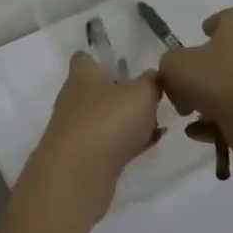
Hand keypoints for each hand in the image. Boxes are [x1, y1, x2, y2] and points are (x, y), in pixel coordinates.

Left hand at [32, 53, 163, 185]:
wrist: (78, 174)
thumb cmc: (108, 121)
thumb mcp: (142, 94)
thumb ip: (151, 82)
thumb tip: (152, 76)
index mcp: (83, 74)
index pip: (84, 58)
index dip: (101, 58)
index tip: (124, 64)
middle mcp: (75, 98)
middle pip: (99, 89)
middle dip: (123, 94)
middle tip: (152, 98)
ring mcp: (77, 129)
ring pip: (106, 118)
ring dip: (128, 121)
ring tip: (158, 124)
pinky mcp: (83, 156)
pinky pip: (110, 143)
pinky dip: (127, 143)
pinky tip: (149, 145)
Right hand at [156, 9, 232, 144]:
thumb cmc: (216, 80)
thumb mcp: (175, 65)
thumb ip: (170, 64)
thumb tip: (177, 76)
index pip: (228, 17)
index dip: (213, 23)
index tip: (202, 33)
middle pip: (231, 54)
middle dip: (207, 71)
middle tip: (186, 87)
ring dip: (211, 100)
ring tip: (191, 116)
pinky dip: (221, 121)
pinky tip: (201, 134)